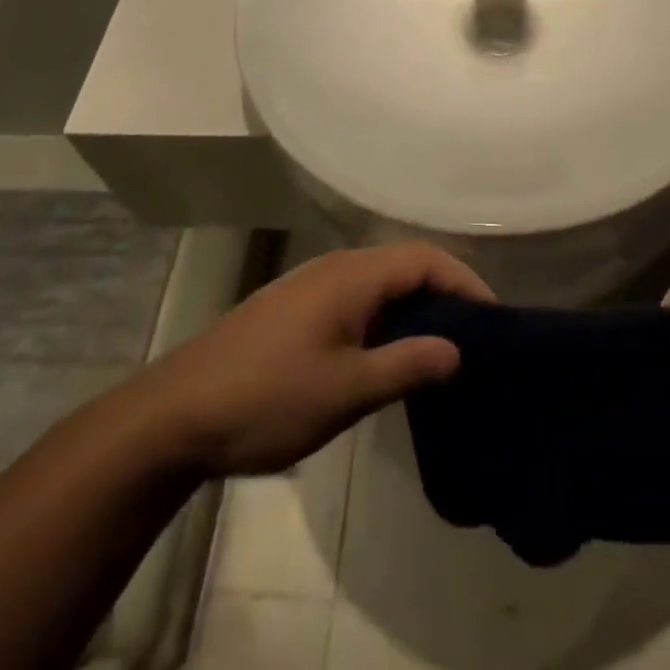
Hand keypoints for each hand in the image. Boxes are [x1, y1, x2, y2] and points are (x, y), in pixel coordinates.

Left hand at [145, 243, 493, 476]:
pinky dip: (384, 316)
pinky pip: (355, 298)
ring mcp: (310, 286)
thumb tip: (458, 349)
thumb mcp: (346, 390)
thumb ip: (406, 365)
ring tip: (439, 348)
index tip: (493, 319)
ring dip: (413, 306)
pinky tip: (386, 355)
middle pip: (403, 264)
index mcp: (351, 275)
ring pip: (379, 282)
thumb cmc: (268, 397)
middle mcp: (334, 267)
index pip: (424, 258)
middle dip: (443, 292)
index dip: (464, 281)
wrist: (177, 412)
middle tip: (473, 336)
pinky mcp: (294, 308)